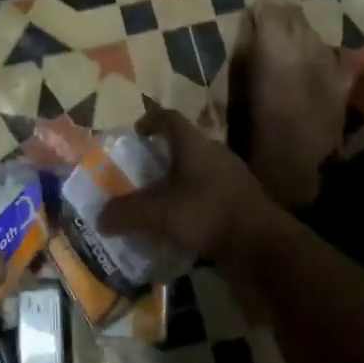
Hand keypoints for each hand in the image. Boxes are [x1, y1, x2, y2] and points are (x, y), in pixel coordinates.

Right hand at [98, 104, 287, 266]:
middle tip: (142, 173)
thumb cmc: (208, 213)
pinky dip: (194, 203)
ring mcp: (232, 176)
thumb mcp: (159, 214)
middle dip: (162, 157)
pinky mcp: (241, 200)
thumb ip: (127, 213)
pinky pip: (210, 194)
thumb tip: (100, 217)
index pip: (169, 118)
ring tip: (159, 202)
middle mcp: (214, 153)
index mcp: (194, 144)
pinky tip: (183, 225)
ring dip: (179, 182)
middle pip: (184, 145)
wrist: (263, 244)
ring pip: (198, 171)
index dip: (151, 120)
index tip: (137, 132)